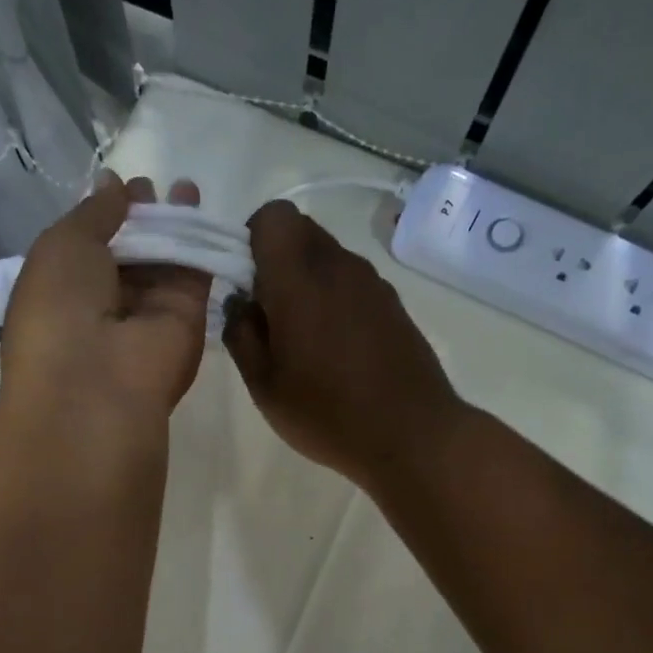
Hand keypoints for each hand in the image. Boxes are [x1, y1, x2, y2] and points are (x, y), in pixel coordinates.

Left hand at [0, 173, 210, 429]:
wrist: (96, 385)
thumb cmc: (59, 309)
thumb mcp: (62, 244)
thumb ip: (94, 212)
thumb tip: (113, 184)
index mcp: (65, 291)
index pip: (90, 248)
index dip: (107, 214)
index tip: (124, 186)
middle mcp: (106, 305)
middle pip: (132, 254)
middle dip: (144, 217)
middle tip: (157, 184)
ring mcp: (148, 315)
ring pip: (165, 261)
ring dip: (175, 224)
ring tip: (186, 186)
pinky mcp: (187, 321)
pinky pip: (194, 274)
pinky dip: (199, 242)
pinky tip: (201, 207)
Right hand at [224, 200, 461, 492]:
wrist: (413, 436)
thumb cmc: (327, 413)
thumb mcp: (264, 385)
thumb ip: (241, 334)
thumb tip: (239, 303)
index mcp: (300, 278)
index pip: (273, 216)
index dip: (251, 239)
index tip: (245, 282)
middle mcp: (340, 266)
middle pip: (301, 231)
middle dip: (276, 260)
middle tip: (268, 314)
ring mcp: (373, 284)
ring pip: (329, 258)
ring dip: (307, 282)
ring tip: (303, 339)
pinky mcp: (394, 305)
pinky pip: (352, 284)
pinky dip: (335, 300)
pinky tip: (336, 350)